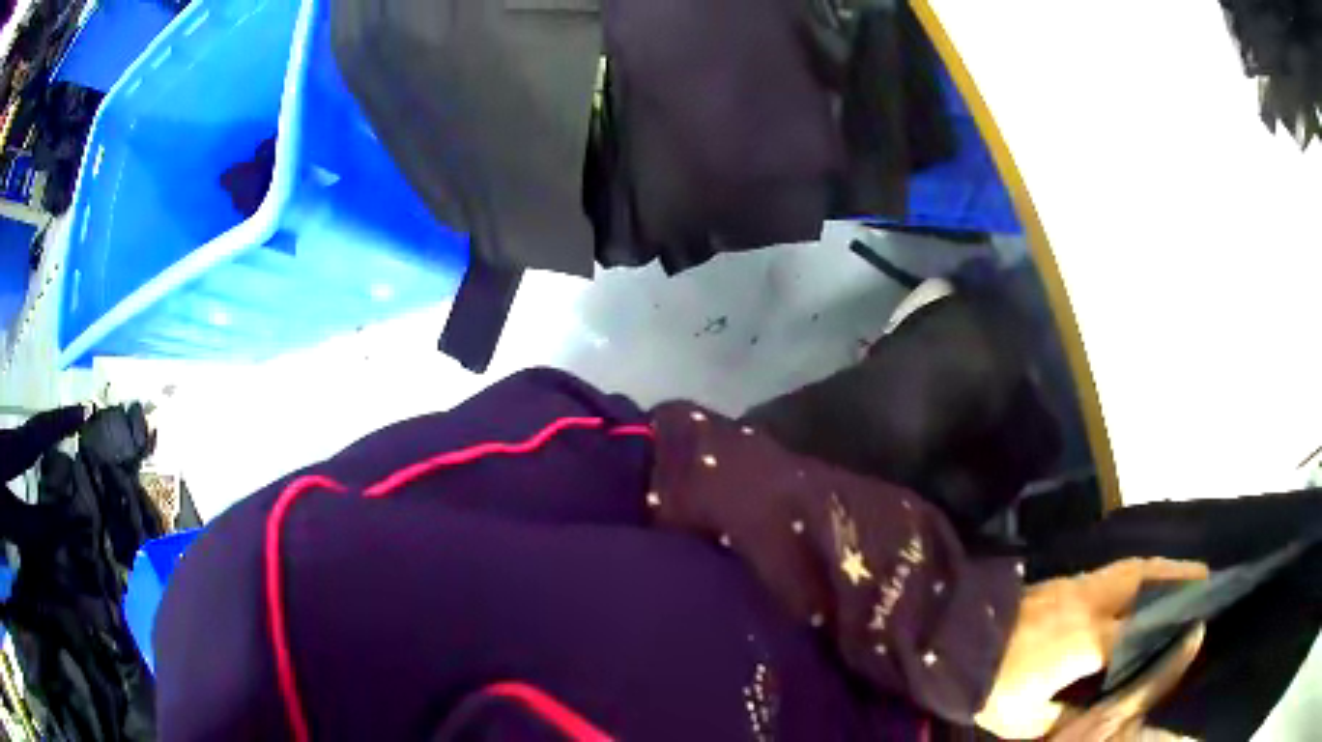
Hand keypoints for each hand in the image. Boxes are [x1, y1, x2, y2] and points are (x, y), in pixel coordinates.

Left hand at [974, 558, 1208, 739]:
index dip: (1171, 629)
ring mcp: (1078, 585)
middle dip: (1179, 576)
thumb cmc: (990, 686)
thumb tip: (1100, 714)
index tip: (1198, 626)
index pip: (1142, 631)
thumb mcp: (1027, 719)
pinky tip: (1144, 582)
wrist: (951, 641)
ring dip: (1163, 568)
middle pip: (1146, 580)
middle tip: (1206, 577)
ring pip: (1132, 567)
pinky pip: (1113, 570)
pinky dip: (1138, 571)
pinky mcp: (1066, 581)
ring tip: (1186, 572)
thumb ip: (1067, 718)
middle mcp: (1091, 604)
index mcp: (1088, 640)